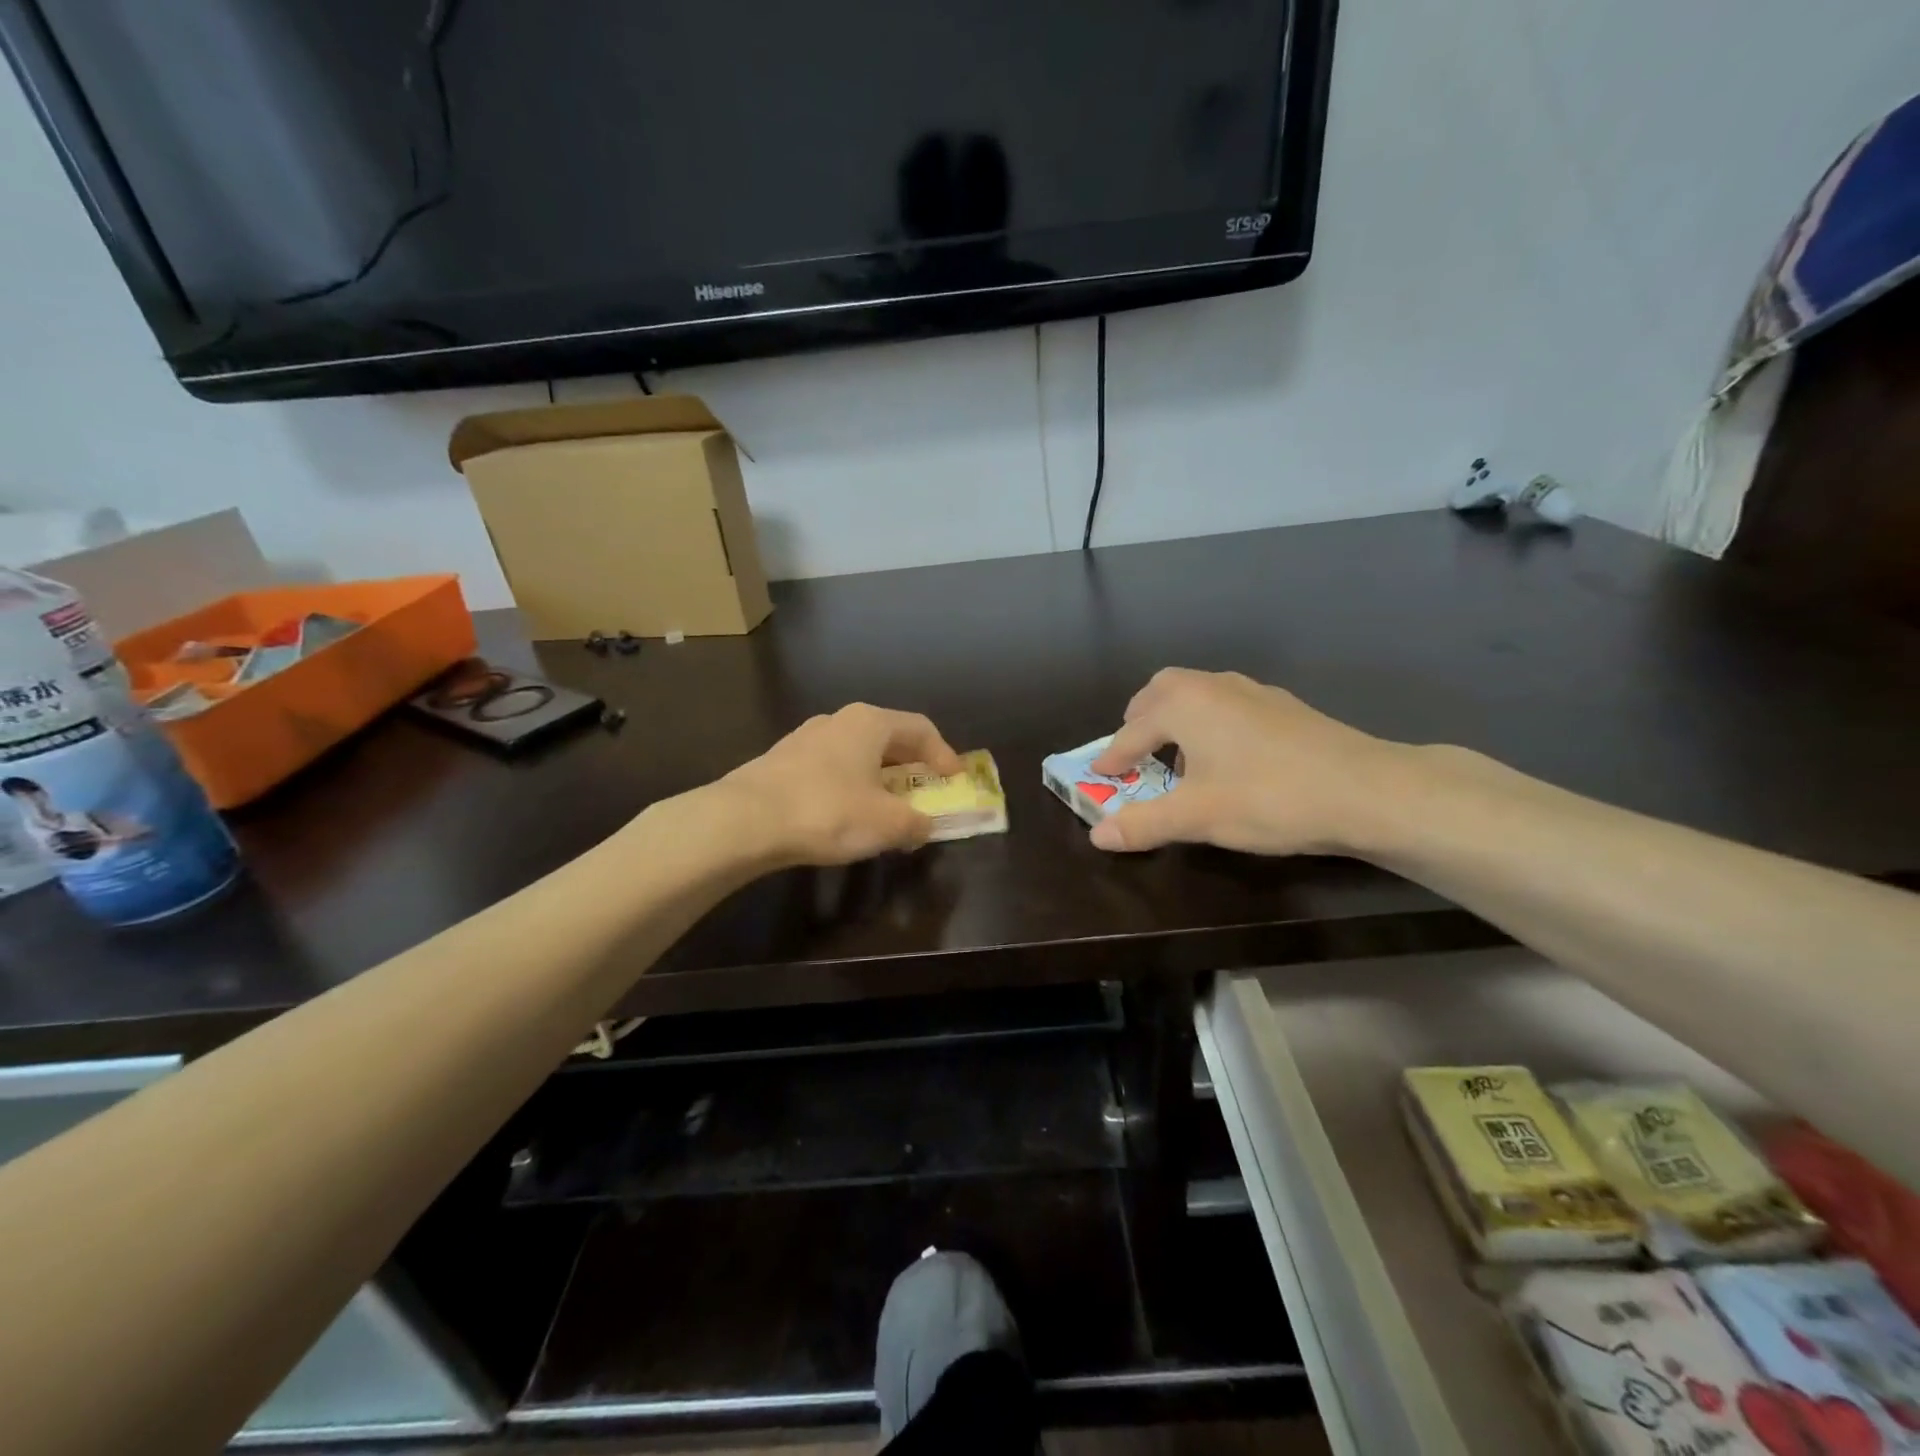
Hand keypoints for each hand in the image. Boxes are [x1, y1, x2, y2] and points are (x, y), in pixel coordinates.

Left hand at [721, 703, 963, 866]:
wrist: (744, 821)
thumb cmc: (827, 811)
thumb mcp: (886, 823)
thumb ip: (915, 823)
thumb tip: (925, 825)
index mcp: (869, 723)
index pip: (920, 728)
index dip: (944, 754)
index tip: (955, 779)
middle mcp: (838, 720)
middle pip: (888, 737)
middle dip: (911, 765)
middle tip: (926, 789)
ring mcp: (806, 738)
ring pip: (857, 752)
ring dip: (879, 776)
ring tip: (888, 805)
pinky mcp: (782, 761)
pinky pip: (832, 767)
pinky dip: (851, 785)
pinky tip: (847, 812)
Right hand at [1087, 668, 1407, 855]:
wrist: (1366, 790)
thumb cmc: (1268, 798)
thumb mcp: (1197, 817)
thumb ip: (1143, 823)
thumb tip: (1098, 835)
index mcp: (1185, 705)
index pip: (1132, 732)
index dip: (1112, 757)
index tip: (1098, 775)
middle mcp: (1214, 687)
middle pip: (1162, 691)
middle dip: (1140, 720)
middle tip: (1133, 752)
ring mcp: (1253, 692)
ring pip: (1197, 694)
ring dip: (1176, 718)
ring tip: (1176, 756)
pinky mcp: (1283, 707)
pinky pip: (1226, 705)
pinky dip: (1208, 723)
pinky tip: (1226, 758)